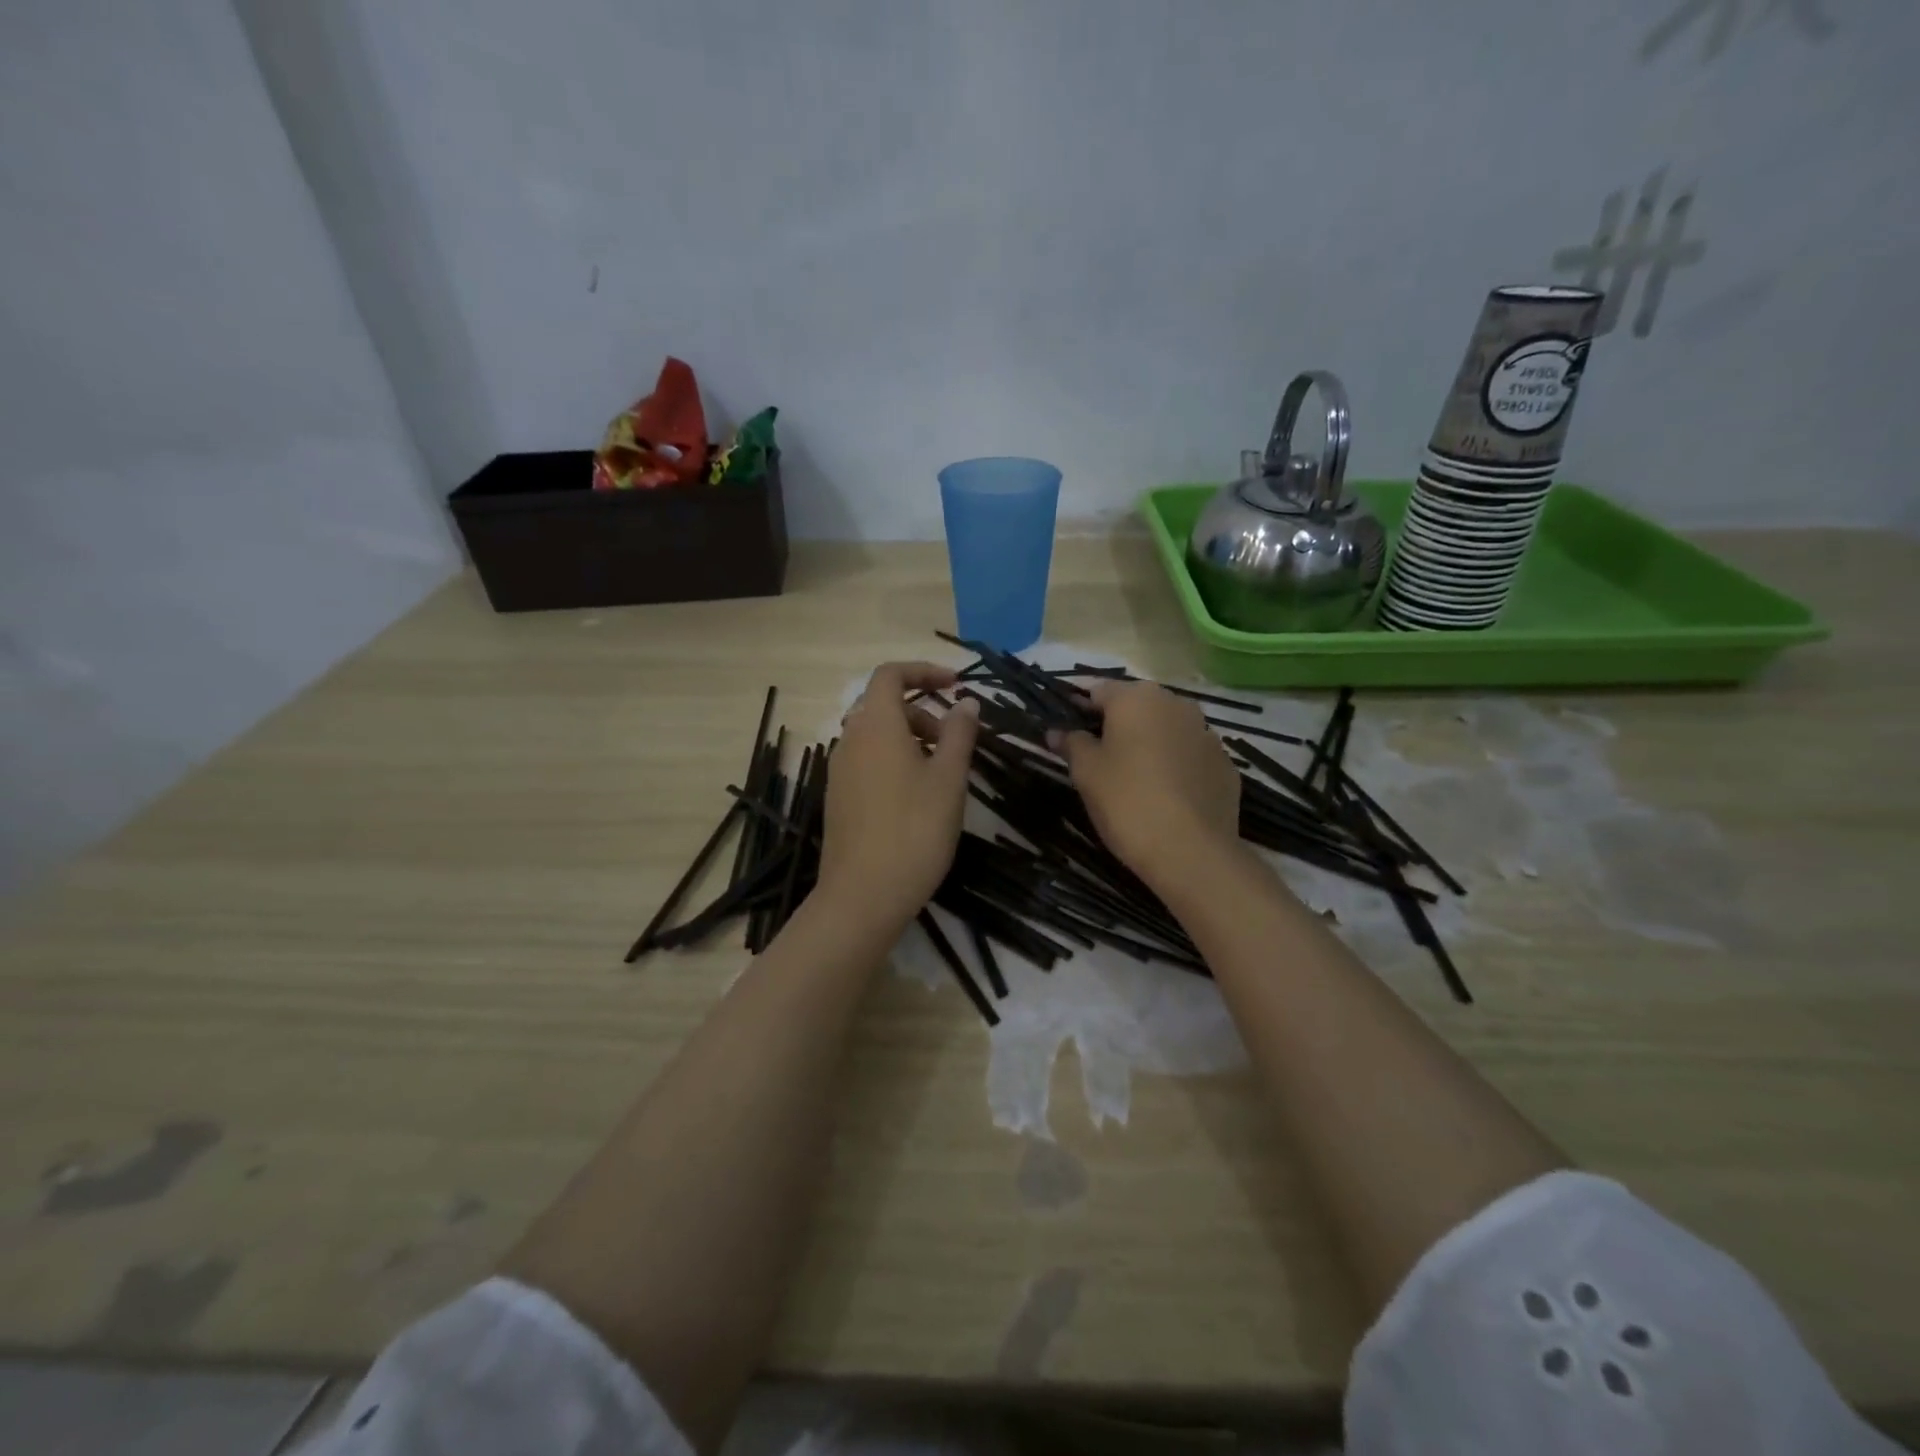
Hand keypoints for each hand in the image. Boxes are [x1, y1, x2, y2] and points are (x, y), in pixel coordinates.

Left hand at [817, 662, 979, 928]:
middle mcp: (850, 740)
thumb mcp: (948, 778)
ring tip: (941, 771)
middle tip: (954, 740)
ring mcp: (839, 770)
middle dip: (922, 710)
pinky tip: (917, 796)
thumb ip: (959, 733)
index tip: (956, 685)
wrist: (863, 895)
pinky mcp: (838, 797)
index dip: (924, 671)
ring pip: (876, 735)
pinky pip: (867, 760)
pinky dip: (893, 760)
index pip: (890, 674)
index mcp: (875, 725)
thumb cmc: (915, 830)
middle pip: (883, 705)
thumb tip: (966, 702)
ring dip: (910, 737)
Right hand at [1055, 680, 1242, 891]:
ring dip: (1149, 743)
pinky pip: (1190, 756)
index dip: (1079, 708)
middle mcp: (1176, 704)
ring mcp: (1207, 734)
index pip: (1098, 690)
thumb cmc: (1127, 801)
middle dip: (1117, 725)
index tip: (1067, 731)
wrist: (1191, 852)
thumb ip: (1071, 743)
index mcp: (1137, 698)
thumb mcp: (1086, 772)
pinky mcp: (1225, 765)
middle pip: (1137, 706)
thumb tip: (1058, 730)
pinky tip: (1165, 795)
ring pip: (1167, 730)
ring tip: (1132, 777)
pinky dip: (1175, 766)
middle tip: (1097, 757)